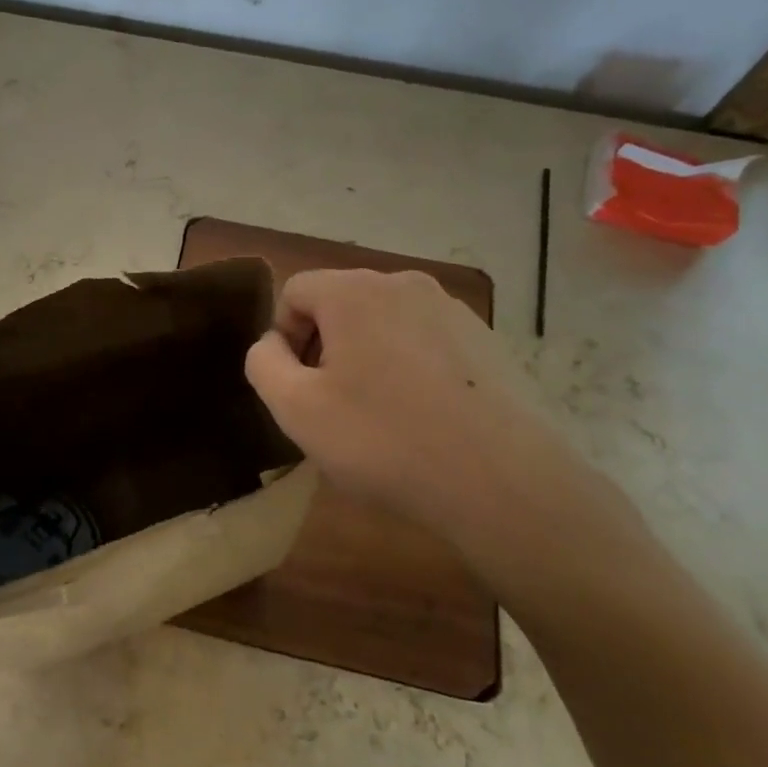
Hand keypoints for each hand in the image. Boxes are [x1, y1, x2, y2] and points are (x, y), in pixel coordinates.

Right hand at [244, 269, 630, 588]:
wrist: (503, 482)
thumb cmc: (384, 440)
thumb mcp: (296, 409)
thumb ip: (264, 364)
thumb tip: (272, 344)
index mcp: (355, 291)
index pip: (295, 291)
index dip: (282, 337)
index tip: (295, 387)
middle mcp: (405, 285)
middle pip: (340, 305)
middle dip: (325, 348)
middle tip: (330, 406)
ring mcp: (454, 311)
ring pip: (385, 324)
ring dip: (367, 359)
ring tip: (379, 418)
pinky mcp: (488, 341)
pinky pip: (426, 344)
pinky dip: (411, 370)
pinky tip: (424, 419)